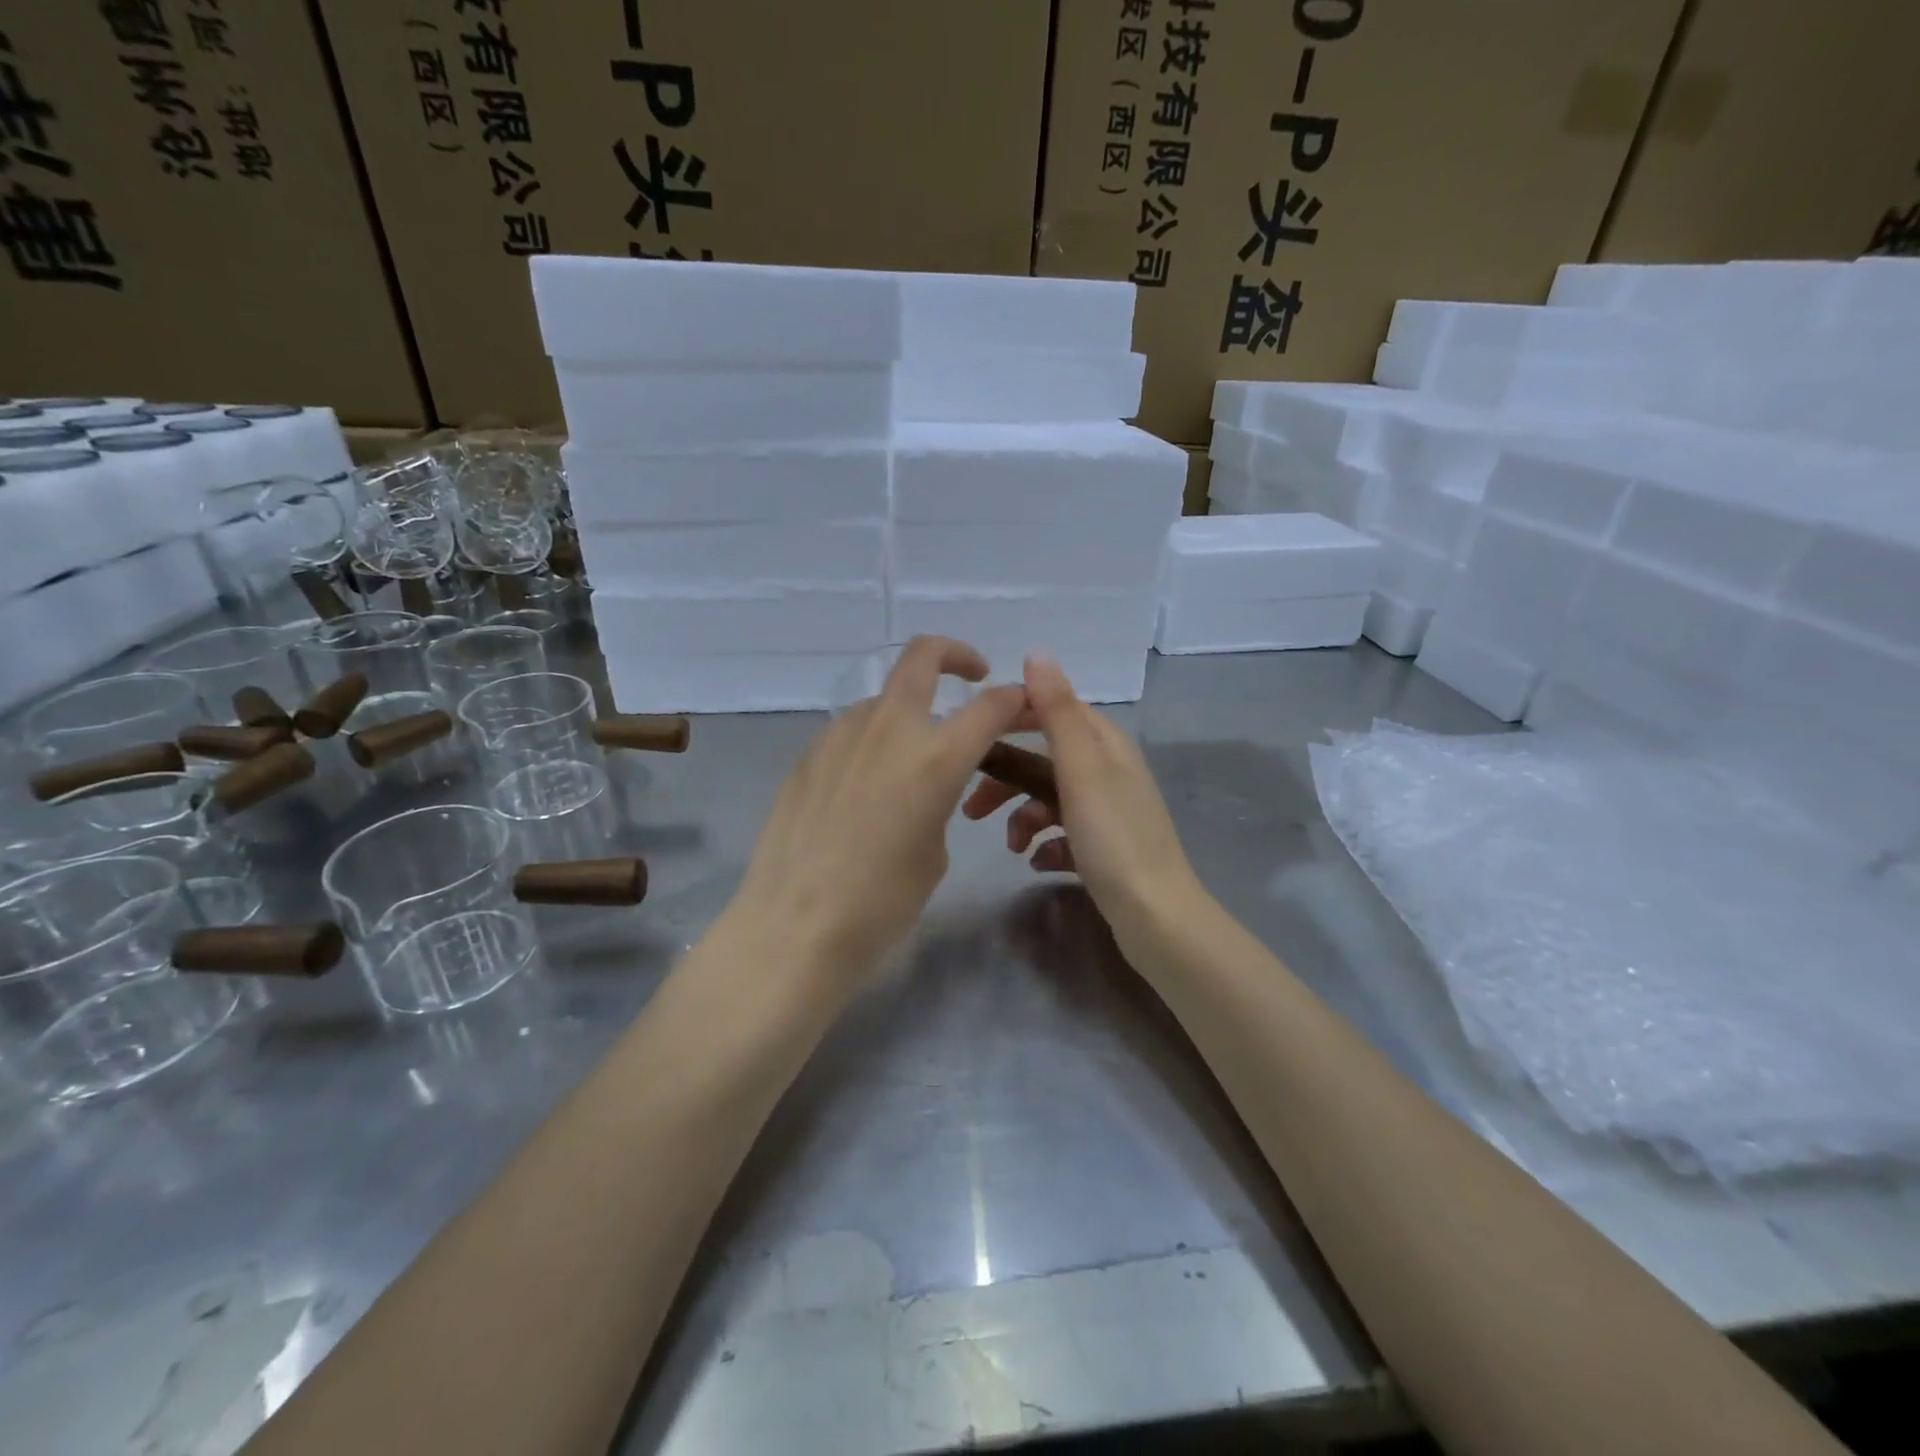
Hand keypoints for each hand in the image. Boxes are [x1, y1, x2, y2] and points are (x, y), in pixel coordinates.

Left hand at [726, 637, 1028, 977]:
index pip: (991, 704)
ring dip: (908, 711)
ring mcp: (841, 735)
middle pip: (923, 656)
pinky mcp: (808, 753)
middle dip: (956, 655)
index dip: (1015, 699)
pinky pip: (851, 732)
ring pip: (883, 699)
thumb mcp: (934, 850)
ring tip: (910, 758)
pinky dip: (872, 742)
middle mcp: (889, 728)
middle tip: (972, 675)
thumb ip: (940, 798)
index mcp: (936, 756)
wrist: (795, 925)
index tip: (1022, 705)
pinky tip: (864, 787)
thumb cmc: (881, 901)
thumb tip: (928, 783)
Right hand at [962, 653, 1201, 947]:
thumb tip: (1037, 653)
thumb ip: (1057, 710)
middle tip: (972, 808)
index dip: (1014, 718)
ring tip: (1012, 847)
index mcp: (1105, 745)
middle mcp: (1108, 771)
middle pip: (1045, 761)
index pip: (1054, 710)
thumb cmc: (1113, 837)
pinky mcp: (1105, 848)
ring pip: (1050, 800)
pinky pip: (1064, 835)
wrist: (1155, 915)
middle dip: (1008, 781)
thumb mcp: (1081, 768)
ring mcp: (1108, 811)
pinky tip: (1038, 863)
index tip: (974, 736)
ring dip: (1024, 819)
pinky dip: (1046, 845)